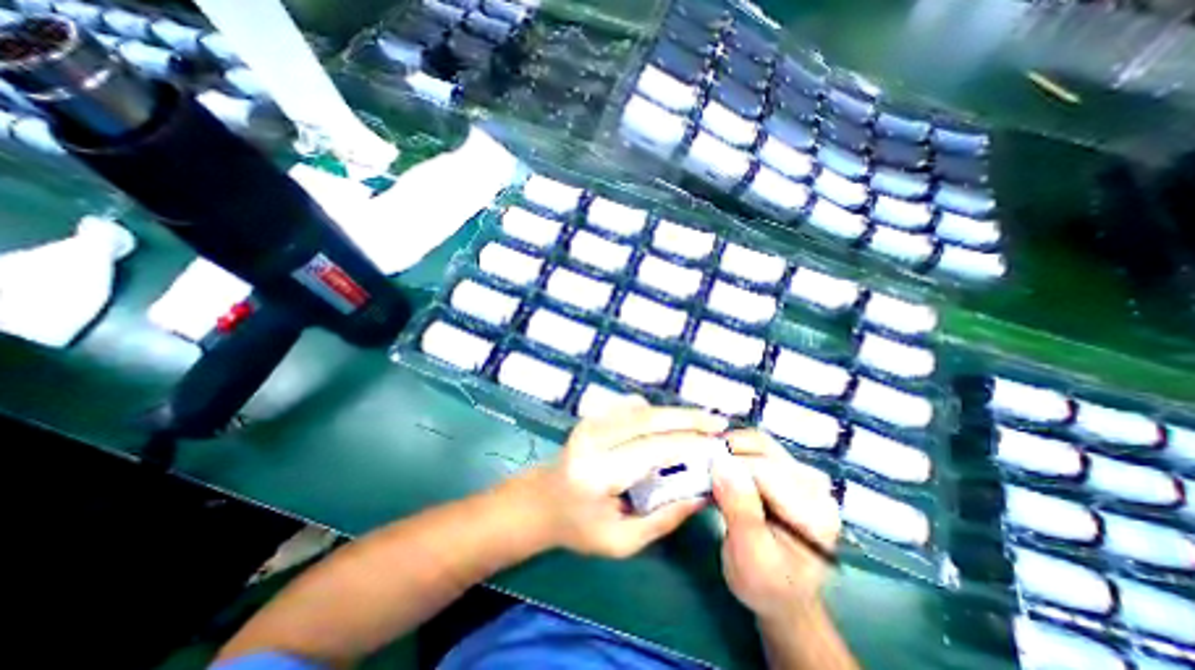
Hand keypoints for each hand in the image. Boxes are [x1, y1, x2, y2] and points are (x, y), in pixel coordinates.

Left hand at [525, 398, 729, 559]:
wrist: (542, 501)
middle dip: (687, 418)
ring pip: (642, 409)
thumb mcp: (621, 541)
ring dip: (674, 413)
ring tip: (703, 422)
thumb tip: (702, 494)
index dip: (688, 444)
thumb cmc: (579, 528)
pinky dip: (655, 411)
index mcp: (598, 472)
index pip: (652, 449)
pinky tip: (671, 422)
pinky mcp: (593, 416)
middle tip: (718, 422)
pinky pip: (630, 406)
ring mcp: (590, 422)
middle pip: (648, 419)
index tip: (718, 445)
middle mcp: (593, 438)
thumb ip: (663, 519)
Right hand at [706, 428, 838, 621]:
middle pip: (764, 449)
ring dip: (728, 446)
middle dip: (727, 450)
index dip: (729, 466)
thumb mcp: (750, 555)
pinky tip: (717, 463)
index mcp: (815, 512)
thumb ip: (740, 509)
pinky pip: (755, 447)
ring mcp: (800, 474)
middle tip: (698, 461)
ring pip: (758, 442)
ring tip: (706, 460)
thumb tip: (720, 464)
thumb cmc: (765, 582)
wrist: (778, 593)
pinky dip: (732, 449)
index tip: (699, 469)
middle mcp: (813, 486)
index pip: (765, 471)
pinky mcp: (786, 470)